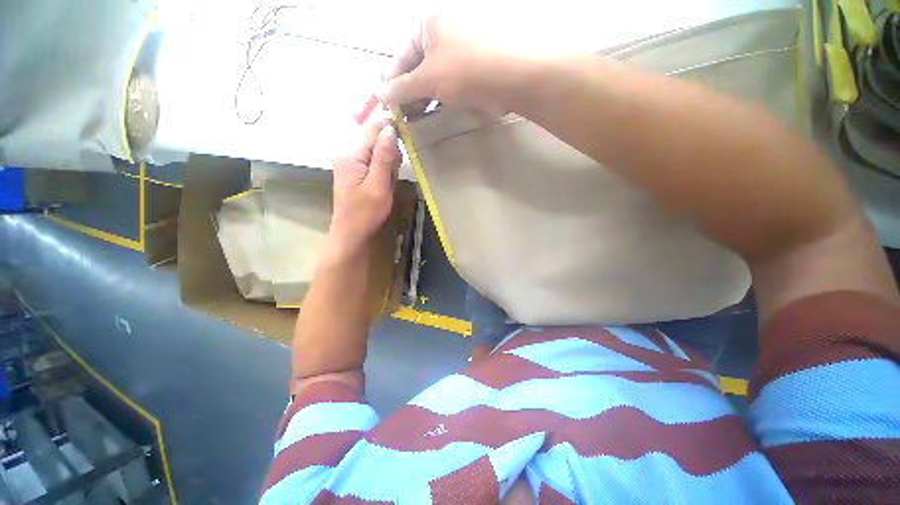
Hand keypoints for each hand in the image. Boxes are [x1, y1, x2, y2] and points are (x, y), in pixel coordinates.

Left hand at [326, 114, 400, 260]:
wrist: (351, 234)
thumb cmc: (365, 213)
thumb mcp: (378, 186)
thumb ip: (384, 157)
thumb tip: (390, 128)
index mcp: (351, 154)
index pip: (372, 127)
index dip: (391, 128)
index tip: (407, 139)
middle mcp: (347, 152)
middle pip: (374, 136)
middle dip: (390, 150)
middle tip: (394, 171)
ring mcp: (350, 161)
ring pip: (375, 148)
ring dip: (387, 160)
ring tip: (389, 179)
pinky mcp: (354, 170)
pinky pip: (372, 159)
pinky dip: (382, 168)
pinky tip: (384, 181)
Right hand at [376, 13, 528, 116]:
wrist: (512, 78)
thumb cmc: (465, 71)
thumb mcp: (428, 78)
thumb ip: (402, 87)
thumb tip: (379, 94)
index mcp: (428, 27)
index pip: (400, 57)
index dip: (390, 83)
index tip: (384, 105)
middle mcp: (443, 37)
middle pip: (416, 70)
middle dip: (407, 95)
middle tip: (401, 118)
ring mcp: (459, 56)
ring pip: (432, 81)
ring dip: (421, 101)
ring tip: (413, 120)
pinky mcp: (471, 74)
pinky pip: (447, 87)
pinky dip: (437, 101)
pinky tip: (432, 115)